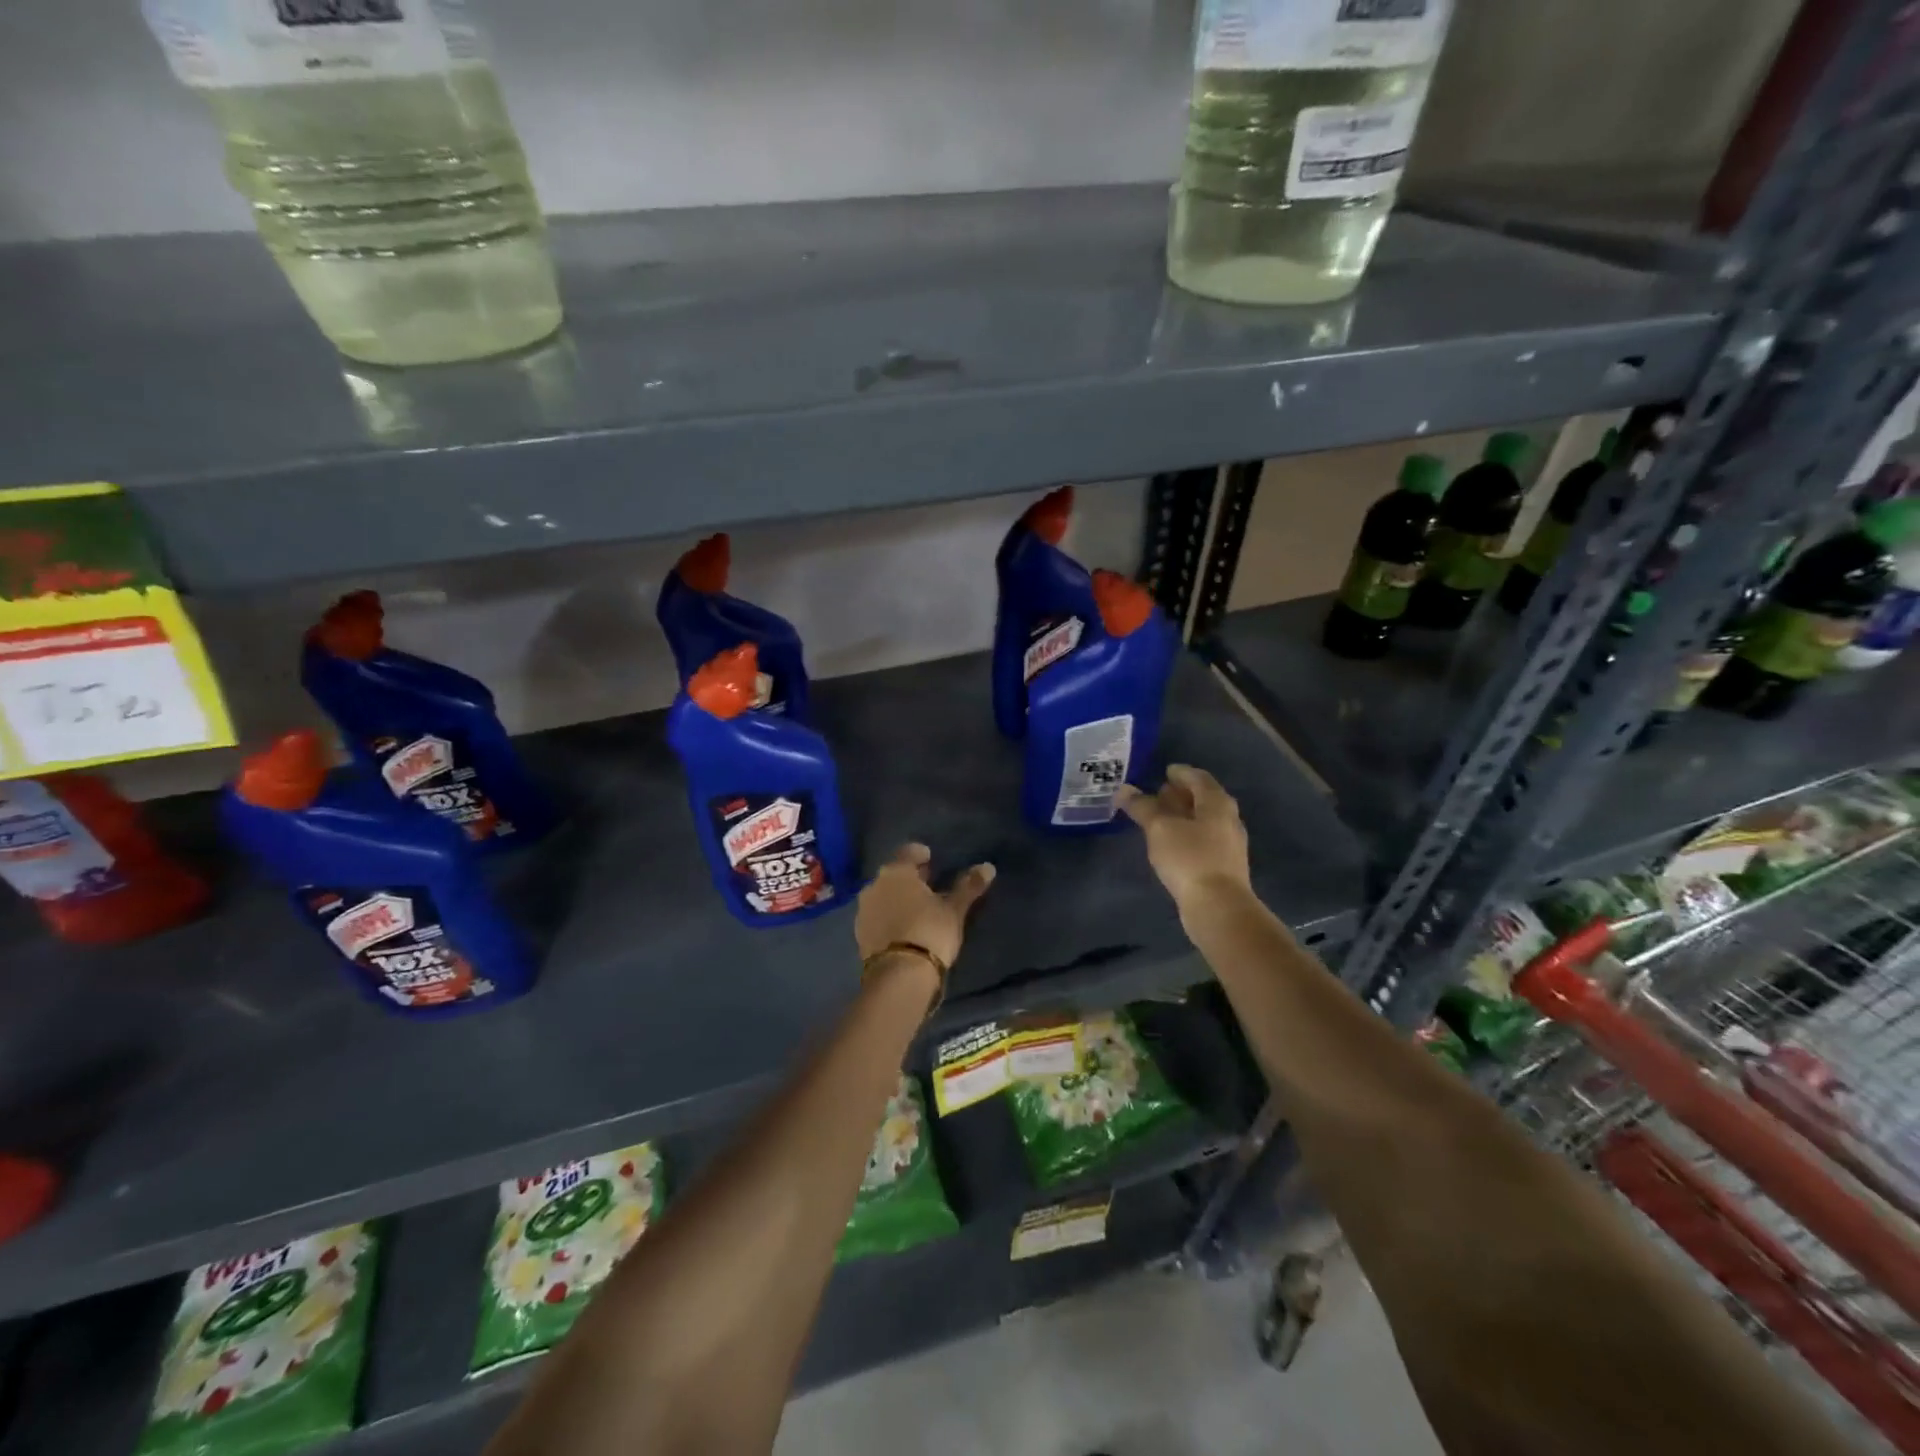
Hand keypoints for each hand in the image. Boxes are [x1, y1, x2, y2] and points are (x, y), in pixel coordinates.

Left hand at [855, 844, 995, 969]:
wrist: (899, 976)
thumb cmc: (930, 932)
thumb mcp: (954, 910)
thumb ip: (968, 887)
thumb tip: (988, 867)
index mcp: (896, 872)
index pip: (907, 852)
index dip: (920, 854)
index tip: (931, 858)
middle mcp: (874, 885)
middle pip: (894, 874)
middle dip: (910, 877)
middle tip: (928, 885)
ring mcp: (864, 910)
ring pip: (883, 895)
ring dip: (897, 897)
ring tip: (916, 908)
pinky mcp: (860, 934)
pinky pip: (877, 916)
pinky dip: (889, 916)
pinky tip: (902, 927)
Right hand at [1116, 764, 1251, 922]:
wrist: (1218, 907)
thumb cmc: (1189, 858)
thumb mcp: (1159, 828)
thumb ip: (1142, 807)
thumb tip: (1124, 789)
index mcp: (1217, 802)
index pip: (1198, 777)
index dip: (1180, 772)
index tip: (1164, 771)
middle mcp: (1228, 818)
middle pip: (1204, 798)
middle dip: (1181, 794)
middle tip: (1157, 793)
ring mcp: (1229, 844)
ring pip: (1204, 820)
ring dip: (1183, 815)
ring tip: (1159, 818)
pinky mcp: (1223, 865)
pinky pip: (1203, 840)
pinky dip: (1186, 834)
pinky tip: (1170, 843)